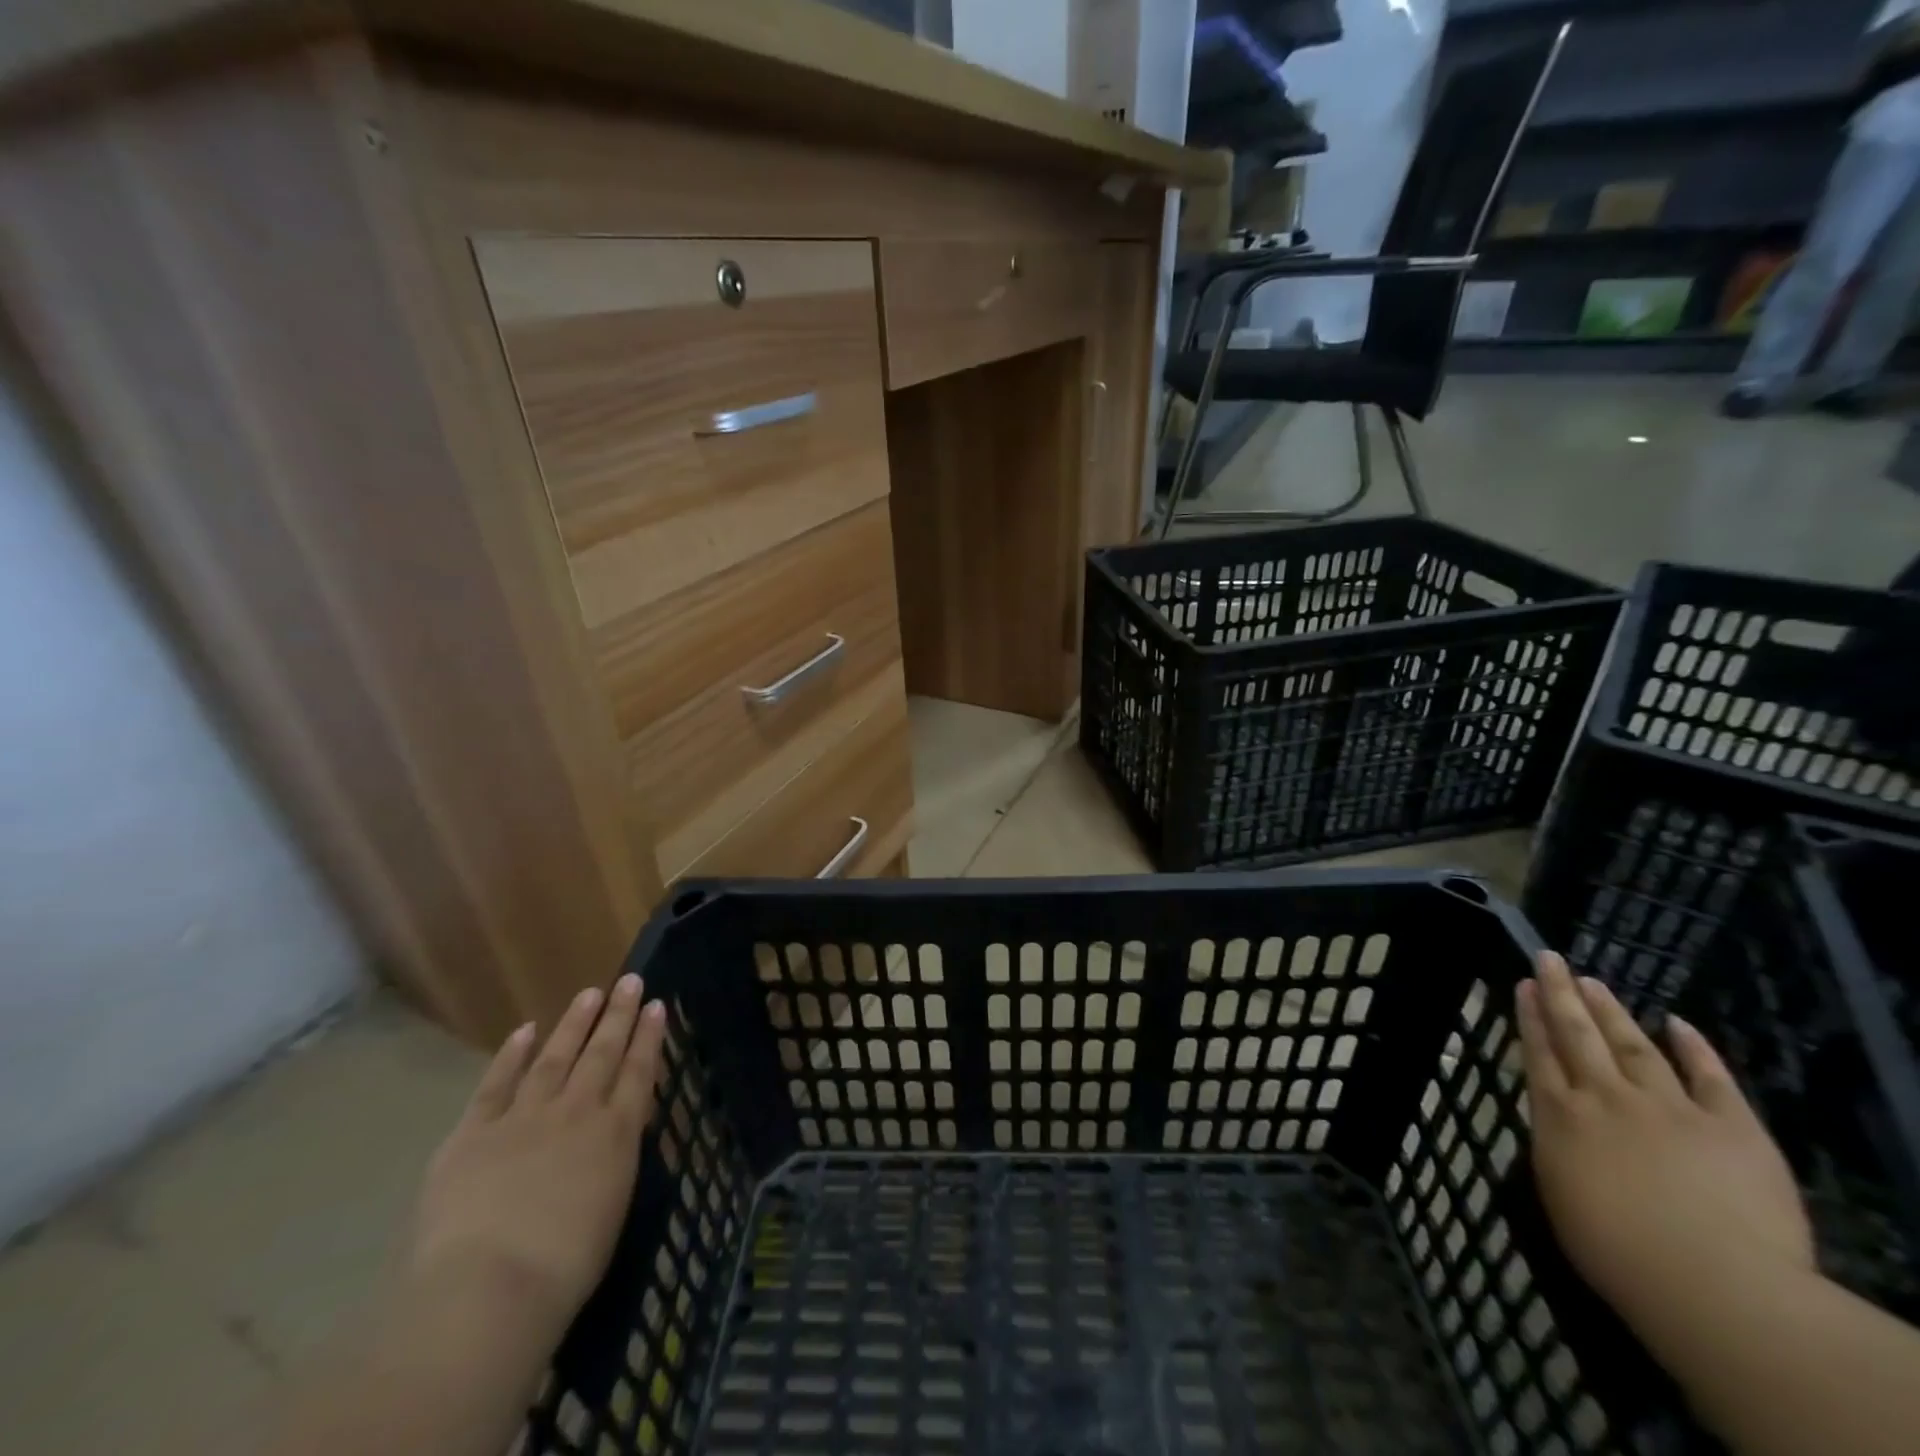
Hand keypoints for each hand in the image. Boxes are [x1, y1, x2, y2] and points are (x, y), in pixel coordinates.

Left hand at [402, 975, 666, 1349]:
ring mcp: (523, 1117)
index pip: (639, 1072)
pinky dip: (512, 1055)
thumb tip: (615, 1134)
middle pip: (602, 1054)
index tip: (656, 1004)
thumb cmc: (564, 1267)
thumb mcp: (612, 1208)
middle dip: (618, 1015)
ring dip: (573, 1024)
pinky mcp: (473, 1133)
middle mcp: (576, 1112)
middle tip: (629, 981)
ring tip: (589, 994)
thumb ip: (614, 1161)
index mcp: (616, 1134)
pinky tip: (524, 1031)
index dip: (649, 1037)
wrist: (488, 1289)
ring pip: (555, 1057)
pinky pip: (496, 1084)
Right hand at [1516, 952, 1812, 1350]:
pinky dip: (1694, 1047)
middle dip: (1561, 994)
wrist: (1712, 1284)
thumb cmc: (1617, 1252)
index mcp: (1561, 1116)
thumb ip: (1558, 1147)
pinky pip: (1711, 1078)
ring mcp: (1669, 1107)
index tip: (1523, 984)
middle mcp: (1606, 1098)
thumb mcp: (1559, 1195)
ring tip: (1593, 981)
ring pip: (1633, 1045)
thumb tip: (1560, 1123)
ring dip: (1611, 1011)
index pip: (1538, 1053)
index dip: (1529, 1016)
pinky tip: (1678, 1023)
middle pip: (1577, 1035)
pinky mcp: (1732, 1127)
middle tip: (1549, 959)